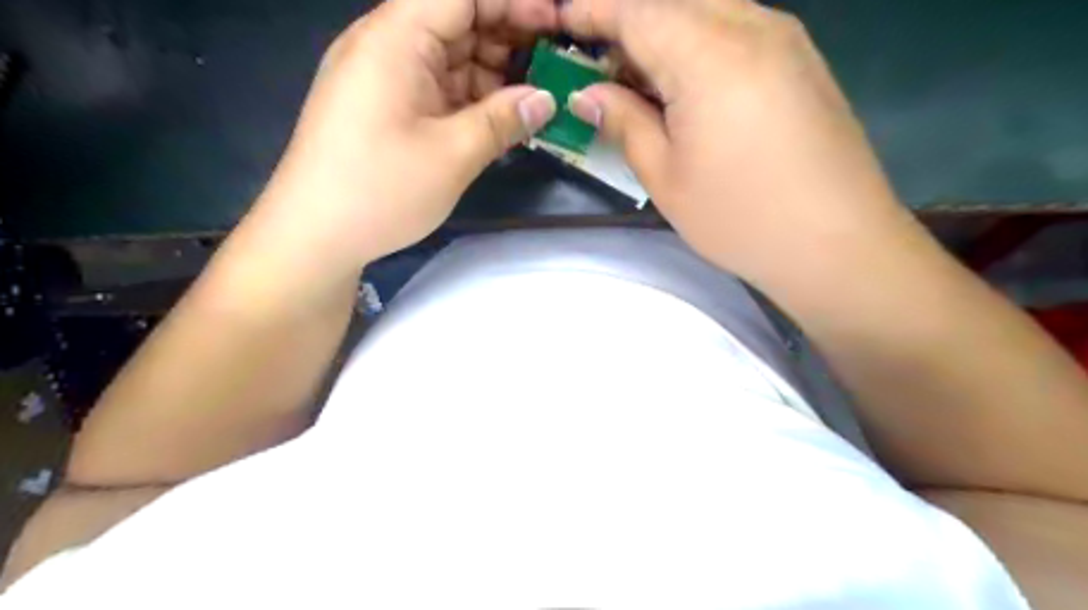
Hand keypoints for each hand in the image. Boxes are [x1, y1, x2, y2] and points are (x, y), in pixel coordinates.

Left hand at [252, 0, 560, 271]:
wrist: (314, 235)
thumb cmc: (380, 190)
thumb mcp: (452, 155)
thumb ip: (504, 120)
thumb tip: (547, 100)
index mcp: (396, 38)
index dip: (514, 3)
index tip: (557, 24)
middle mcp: (388, 45)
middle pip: (458, 20)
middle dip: (510, 37)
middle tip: (556, 67)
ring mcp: (385, 78)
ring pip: (451, 57)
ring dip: (494, 74)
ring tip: (537, 97)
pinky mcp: (387, 107)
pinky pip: (438, 88)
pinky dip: (472, 99)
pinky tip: (502, 117)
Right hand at [556, 0, 910, 284]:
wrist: (837, 243)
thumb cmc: (740, 218)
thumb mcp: (666, 177)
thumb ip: (623, 122)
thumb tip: (588, 94)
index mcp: (708, 54)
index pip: (636, 10)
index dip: (591, 11)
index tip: (559, 22)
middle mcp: (751, 25)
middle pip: (671, 1)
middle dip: (627, 24)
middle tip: (597, 67)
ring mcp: (785, 37)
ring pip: (707, 10)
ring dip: (663, 35)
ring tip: (638, 82)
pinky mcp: (802, 59)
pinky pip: (737, 28)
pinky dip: (698, 44)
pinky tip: (686, 87)